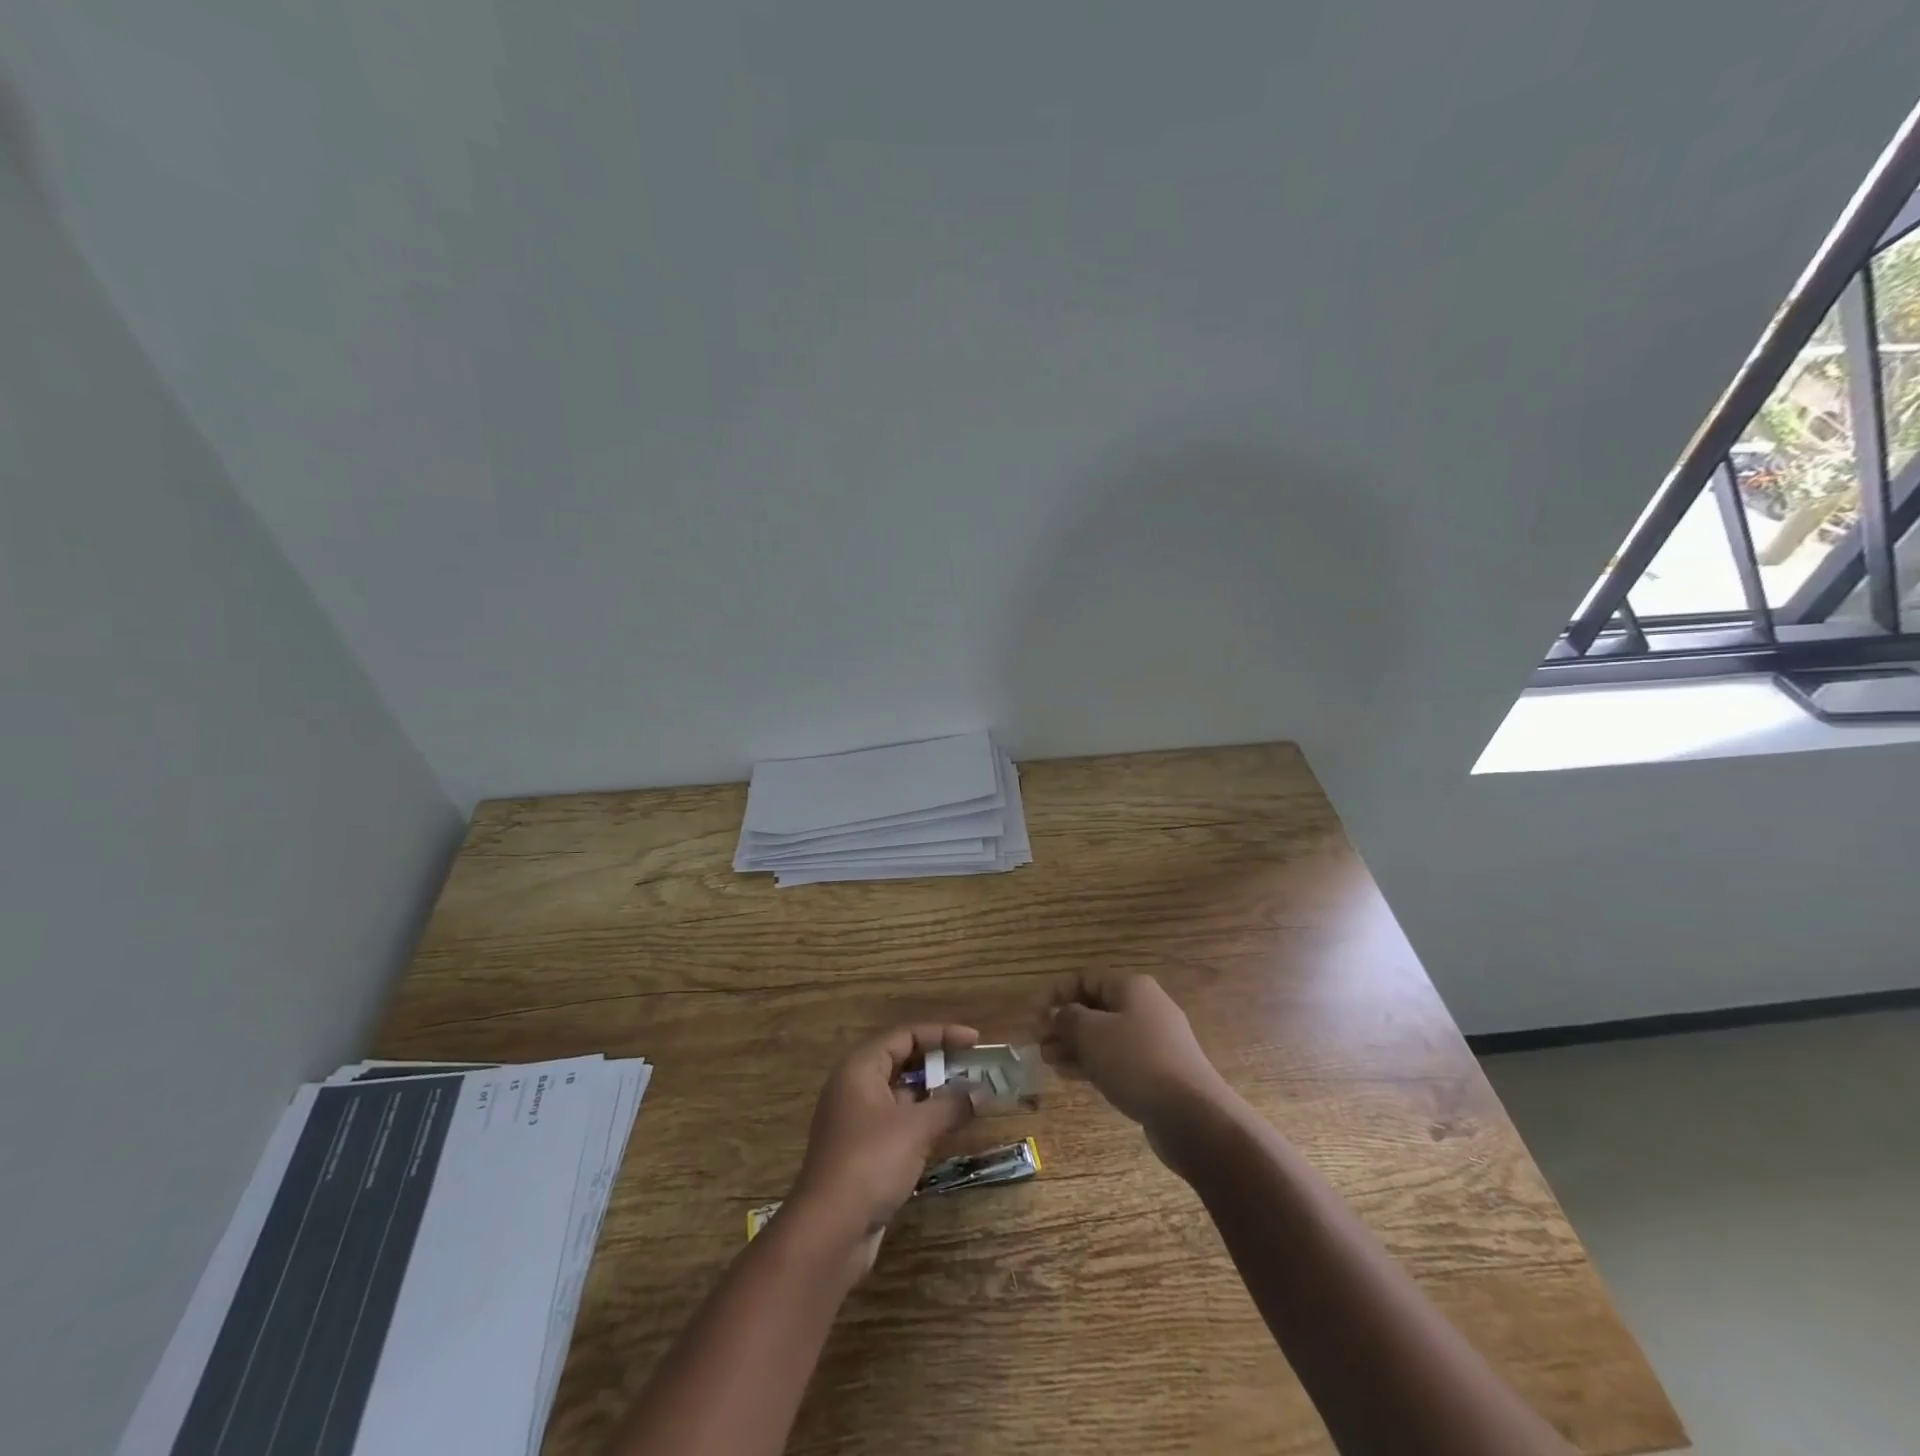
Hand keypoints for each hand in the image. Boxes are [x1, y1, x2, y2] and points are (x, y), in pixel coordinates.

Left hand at [787, 1023, 978, 1268]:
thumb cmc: (871, 1162)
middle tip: (974, 1068)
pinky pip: (897, 1122)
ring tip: (969, 1097)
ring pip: (901, 1094)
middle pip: (902, 1061)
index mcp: (860, 1068)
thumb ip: (951, 1105)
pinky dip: (922, 1120)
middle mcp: (854, 1087)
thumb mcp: (916, 1128)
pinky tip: (947, 1130)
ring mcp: (856, 1121)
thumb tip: (982, 1093)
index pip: (905, 1036)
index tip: (975, 1040)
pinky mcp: (862, 1152)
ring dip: (933, 1094)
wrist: (829, 1230)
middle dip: (939, 1063)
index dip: (941, 1034)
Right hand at [1039, 974, 1232, 1169]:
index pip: (1086, 979)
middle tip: (1037, 1042)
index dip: (1056, 993)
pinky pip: (1117, 1059)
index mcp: (1132, 987)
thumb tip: (1059, 1014)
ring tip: (1047, 1061)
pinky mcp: (1157, 1072)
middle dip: (1064, 1023)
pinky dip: (1093, 1063)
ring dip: (1074, 1045)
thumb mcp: (1091, 1033)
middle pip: (1095, 1007)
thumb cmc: (1136, 1061)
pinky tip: (1069, 1075)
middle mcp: (1145, 1007)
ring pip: (1104, 1036)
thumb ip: (1068, 1018)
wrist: (1192, 1115)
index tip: (1034, 1014)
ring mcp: (1154, 1041)